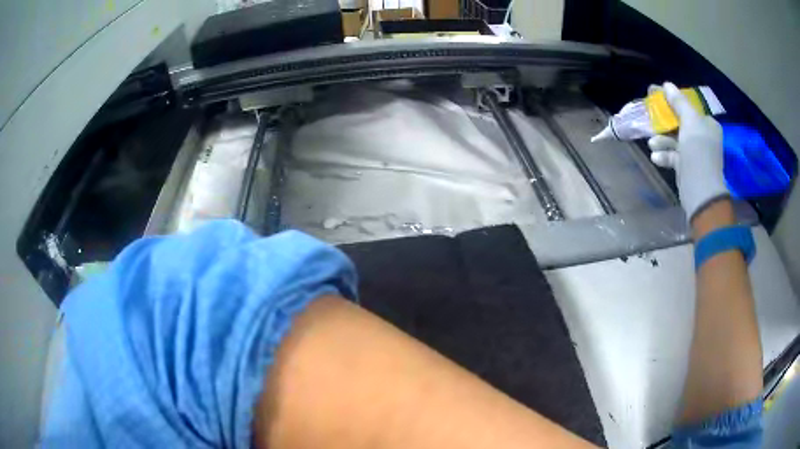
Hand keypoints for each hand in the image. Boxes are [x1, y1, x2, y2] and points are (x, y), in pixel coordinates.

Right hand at [647, 82, 728, 221]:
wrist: (701, 192)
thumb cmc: (698, 152)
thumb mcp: (690, 122)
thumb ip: (678, 102)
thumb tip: (666, 85)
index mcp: (707, 124)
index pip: (688, 107)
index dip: (672, 99)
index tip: (654, 94)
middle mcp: (703, 137)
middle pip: (680, 123)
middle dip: (664, 122)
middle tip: (649, 115)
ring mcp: (695, 153)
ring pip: (675, 140)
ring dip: (662, 140)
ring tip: (652, 144)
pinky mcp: (687, 168)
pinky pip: (674, 157)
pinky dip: (664, 155)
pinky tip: (656, 157)